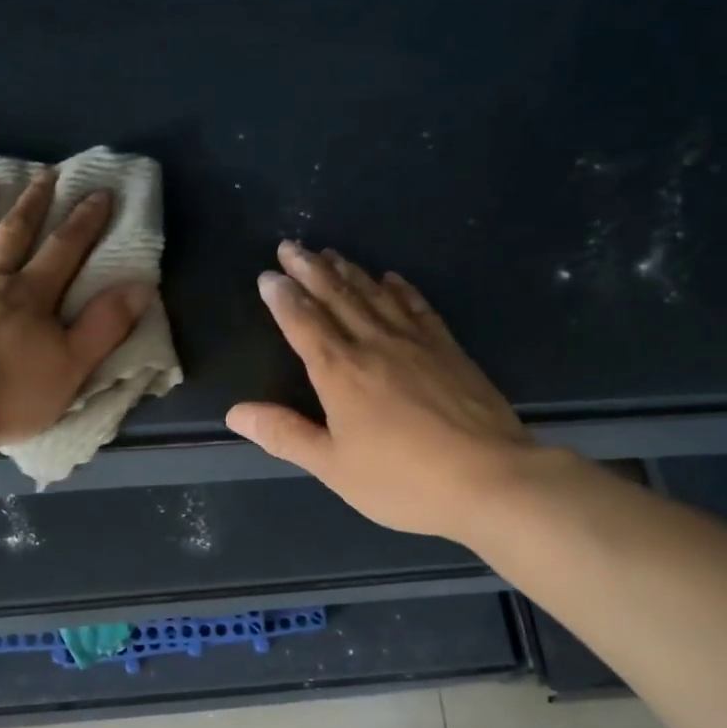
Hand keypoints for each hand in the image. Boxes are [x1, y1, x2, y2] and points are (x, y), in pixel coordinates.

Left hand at [0, 170, 153, 452]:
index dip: (85, 221)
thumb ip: (104, 326)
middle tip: (45, 173)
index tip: (99, 192)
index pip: (65, 249)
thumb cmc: (9, 396)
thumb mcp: (72, 367)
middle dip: (33, 202)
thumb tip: (140, 286)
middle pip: (13, 232)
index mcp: (30, 295)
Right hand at [225, 242, 546, 541]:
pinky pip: (418, 307)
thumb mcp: (333, 466)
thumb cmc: (402, 481)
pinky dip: (400, 289)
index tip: (268, 276)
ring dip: (349, 271)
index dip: (283, 298)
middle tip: (291, 246)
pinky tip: (392, 278)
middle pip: (337, 297)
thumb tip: (236, 412)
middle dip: (310, 270)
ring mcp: (416, 343)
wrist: (490, 479)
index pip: (303, 324)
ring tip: (330, 253)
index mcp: (340, 372)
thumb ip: (285, 435)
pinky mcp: (449, 349)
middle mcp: (374, 345)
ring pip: (374, 295)